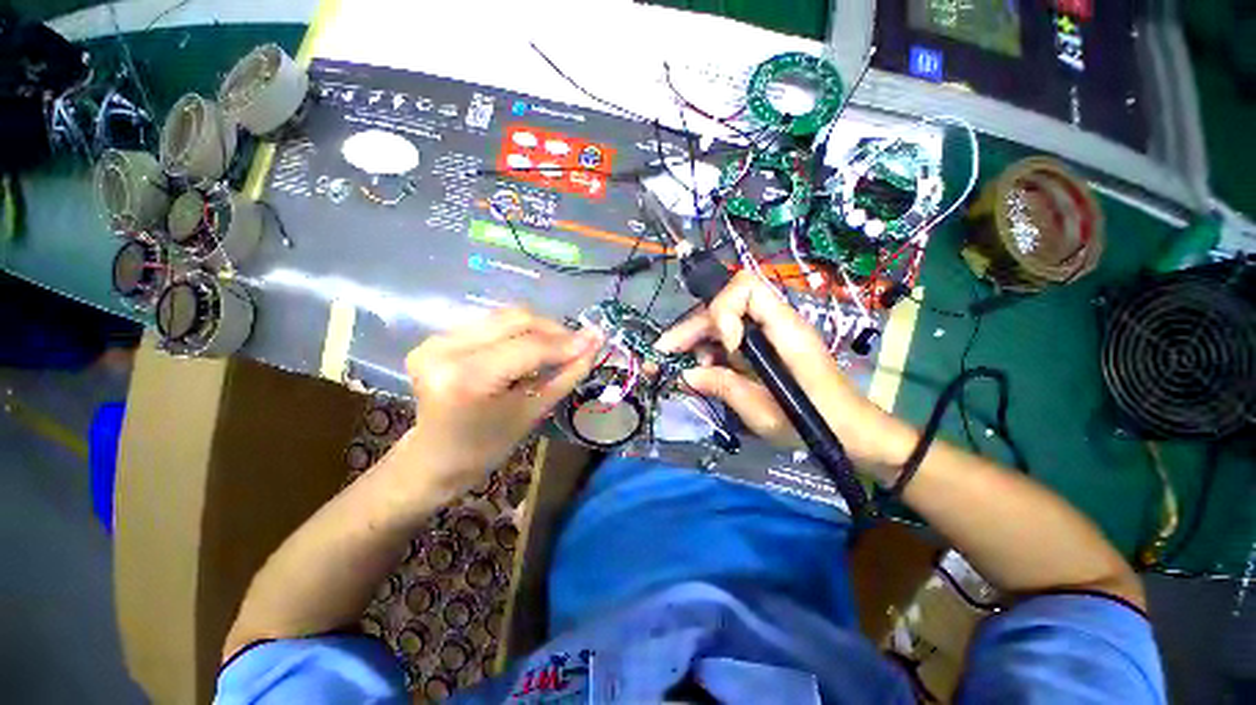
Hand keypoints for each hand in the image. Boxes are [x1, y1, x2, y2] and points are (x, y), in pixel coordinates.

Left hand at [398, 307, 601, 494]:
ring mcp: (436, 340)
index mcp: (465, 378)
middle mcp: (444, 349)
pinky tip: (528, 349)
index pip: (528, 347)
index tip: (596, 339)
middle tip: (577, 345)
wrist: (435, 459)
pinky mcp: (436, 337)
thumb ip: (566, 375)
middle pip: (515, 319)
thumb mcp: (532, 412)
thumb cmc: (486, 447)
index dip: (566, 342)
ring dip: (537, 329)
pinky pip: (490, 323)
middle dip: (553, 330)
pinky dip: (517, 332)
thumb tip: (594, 345)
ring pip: (504, 316)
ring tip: (555, 349)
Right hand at [655, 271, 917, 476]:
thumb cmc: (817, 423)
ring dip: (698, 341)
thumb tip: (685, 375)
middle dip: (691, 328)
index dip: (724, 310)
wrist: (851, 432)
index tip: (724, 345)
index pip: (746, 287)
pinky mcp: (764, 348)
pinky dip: (711, 353)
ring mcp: (769, 334)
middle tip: (664, 353)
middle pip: (724, 305)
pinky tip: (706, 373)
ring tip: (689, 370)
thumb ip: (723, 387)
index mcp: (784, 329)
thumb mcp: (764, 411)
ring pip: (722, 322)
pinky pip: (729, 339)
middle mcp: (775, 323)